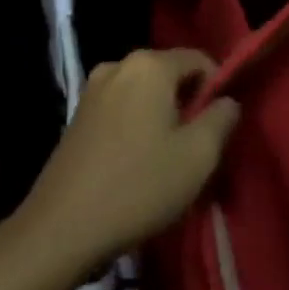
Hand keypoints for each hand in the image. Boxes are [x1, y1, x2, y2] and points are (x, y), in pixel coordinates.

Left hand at [17, 48, 239, 270]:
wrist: (61, 230)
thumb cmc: (139, 186)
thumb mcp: (198, 156)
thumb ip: (222, 119)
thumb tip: (227, 101)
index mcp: (149, 65)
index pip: (200, 59)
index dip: (218, 89)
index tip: (220, 128)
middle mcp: (118, 65)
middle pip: (170, 75)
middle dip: (189, 104)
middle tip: (197, 148)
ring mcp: (92, 90)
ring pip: (145, 94)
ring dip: (162, 118)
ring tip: (168, 160)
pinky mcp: (77, 116)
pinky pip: (122, 109)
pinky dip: (137, 126)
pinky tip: (137, 163)